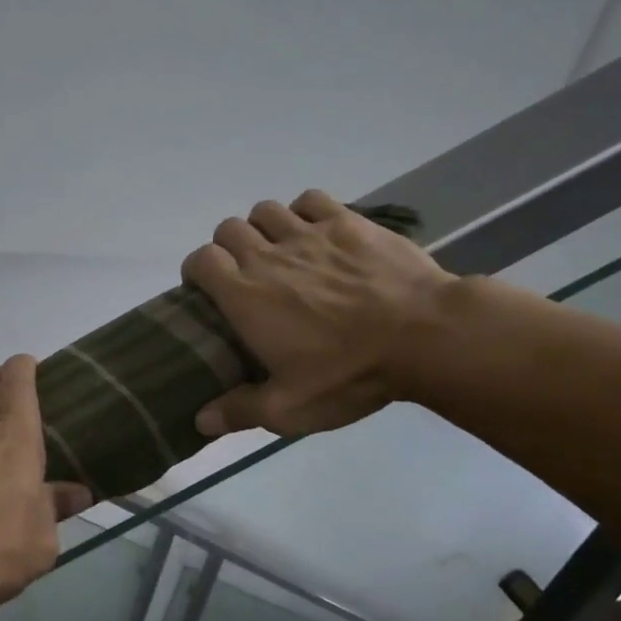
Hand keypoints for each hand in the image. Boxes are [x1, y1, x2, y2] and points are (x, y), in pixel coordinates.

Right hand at [182, 189, 454, 437]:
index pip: (201, 260)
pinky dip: (303, 212)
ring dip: (263, 228)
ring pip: (266, 210)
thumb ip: (240, 411)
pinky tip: (315, 234)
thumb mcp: (289, 409)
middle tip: (245, 277)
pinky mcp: (348, 221)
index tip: (206, 291)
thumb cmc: (348, 374)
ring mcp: (310, 233)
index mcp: (245, 296)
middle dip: (228, 249)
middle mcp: (269, 256)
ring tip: (279, 253)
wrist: (423, 336)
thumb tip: (201, 421)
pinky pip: (311, 200)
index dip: (197, 271)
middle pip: (229, 229)